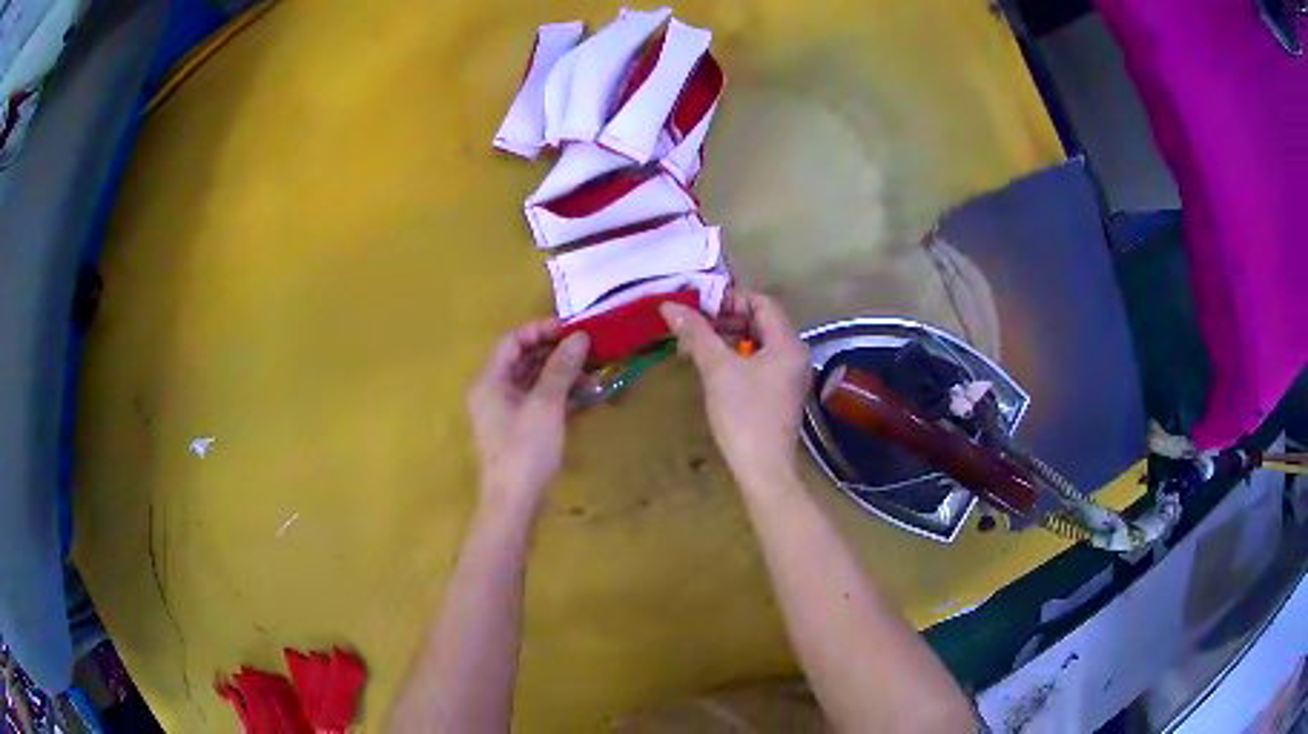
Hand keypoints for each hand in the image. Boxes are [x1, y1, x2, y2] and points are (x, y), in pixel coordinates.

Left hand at [467, 320, 589, 516]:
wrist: (514, 503)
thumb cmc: (525, 450)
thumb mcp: (546, 405)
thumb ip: (561, 368)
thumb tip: (579, 337)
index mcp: (489, 381)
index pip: (511, 341)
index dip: (540, 330)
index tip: (571, 329)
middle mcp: (491, 392)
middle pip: (521, 359)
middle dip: (554, 352)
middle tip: (587, 349)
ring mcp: (503, 412)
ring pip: (531, 381)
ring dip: (559, 374)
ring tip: (591, 372)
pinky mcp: (516, 430)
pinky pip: (535, 401)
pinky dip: (556, 395)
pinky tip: (583, 395)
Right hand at [661, 291, 811, 489]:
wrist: (763, 469)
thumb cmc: (744, 415)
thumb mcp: (717, 370)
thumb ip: (696, 334)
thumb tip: (669, 305)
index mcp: (787, 344)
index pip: (762, 303)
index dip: (731, 300)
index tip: (700, 308)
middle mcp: (794, 355)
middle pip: (761, 322)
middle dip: (727, 319)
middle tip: (694, 325)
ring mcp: (789, 376)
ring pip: (758, 344)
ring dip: (729, 339)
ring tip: (697, 345)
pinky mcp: (780, 394)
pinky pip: (759, 363)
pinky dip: (737, 358)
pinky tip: (713, 368)